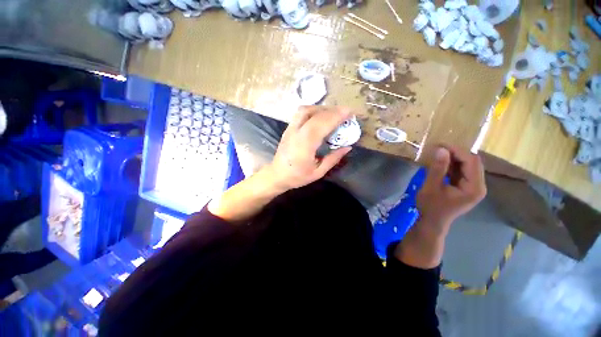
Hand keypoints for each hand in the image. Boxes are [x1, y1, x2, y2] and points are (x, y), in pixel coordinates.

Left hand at [265, 106, 352, 191]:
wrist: (277, 175)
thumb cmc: (297, 176)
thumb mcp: (318, 172)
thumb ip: (333, 158)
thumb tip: (347, 147)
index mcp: (305, 145)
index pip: (321, 124)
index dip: (336, 116)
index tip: (350, 112)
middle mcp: (297, 133)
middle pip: (315, 114)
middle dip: (332, 110)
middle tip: (345, 112)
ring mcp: (290, 128)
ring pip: (305, 110)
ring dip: (321, 108)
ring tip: (333, 113)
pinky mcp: (288, 128)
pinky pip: (301, 114)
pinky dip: (313, 111)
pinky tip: (320, 116)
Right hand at [416, 145, 485, 234]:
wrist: (432, 222)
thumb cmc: (431, 207)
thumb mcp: (431, 187)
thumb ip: (437, 168)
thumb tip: (441, 149)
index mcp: (475, 187)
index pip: (472, 162)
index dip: (457, 151)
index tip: (440, 145)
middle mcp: (479, 186)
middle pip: (472, 162)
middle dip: (456, 153)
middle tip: (438, 148)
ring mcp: (473, 187)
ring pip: (467, 166)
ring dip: (453, 159)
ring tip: (438, 154)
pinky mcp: (466, 187)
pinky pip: (462, 171)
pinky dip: (452, 166)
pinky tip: (440, 163)